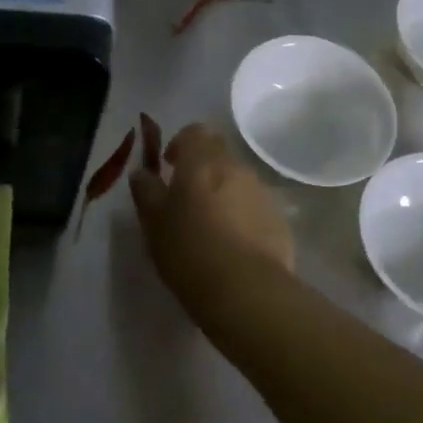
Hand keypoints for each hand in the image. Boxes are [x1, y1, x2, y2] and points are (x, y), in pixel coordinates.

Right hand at [128, 120, 294, 299]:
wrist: (247, 291)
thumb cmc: (189, 250)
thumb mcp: (153, 222)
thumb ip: (146, 191)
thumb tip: (142, 174)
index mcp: (202, 161)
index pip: (194, 131)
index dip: (180, 144)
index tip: (169, 167)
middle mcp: (236, 168)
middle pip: (219, 154)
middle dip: (202, 169)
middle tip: (186, 199)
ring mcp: (262, 194)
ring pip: (238, 182)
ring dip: (223, 193)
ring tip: (209, 227)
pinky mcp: (280, 222)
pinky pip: (255, 208)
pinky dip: (242, 217)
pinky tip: (232, 247)